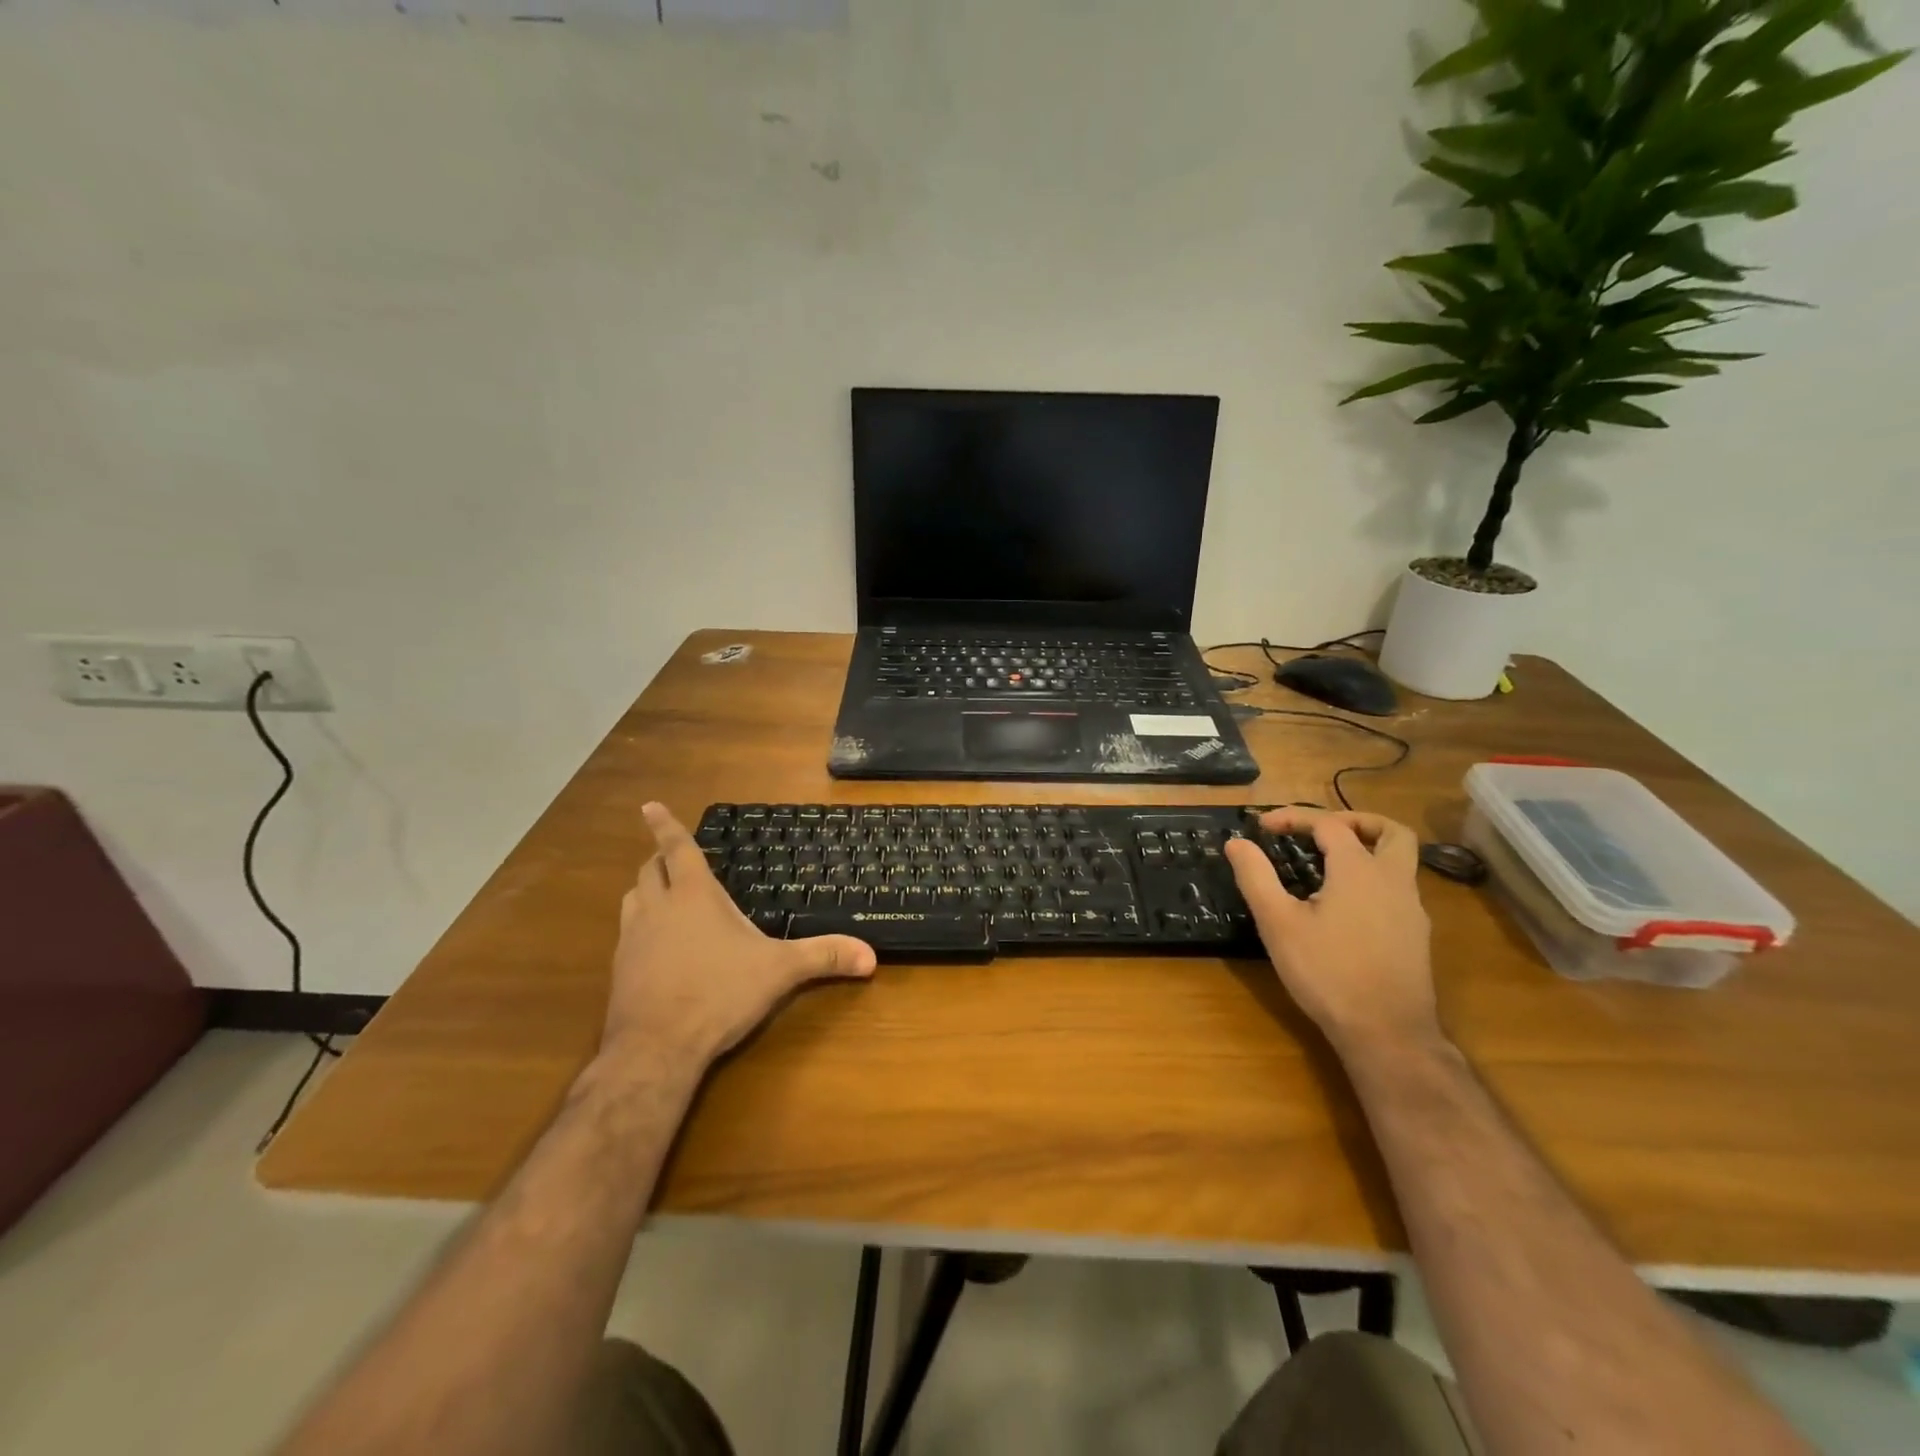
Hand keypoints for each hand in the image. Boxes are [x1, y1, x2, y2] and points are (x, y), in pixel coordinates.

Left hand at [599, 803, 876, 1075]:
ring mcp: (632, 939)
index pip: (677, 849)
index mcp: (693, 895)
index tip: (648, 805)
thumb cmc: (719, 993)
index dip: (665, 825)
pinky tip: (657, 947)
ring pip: (631, 900)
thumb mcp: (779, 971)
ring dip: (645, 891)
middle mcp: (657, 908)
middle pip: (648, 870)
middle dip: (658, 858)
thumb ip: (823, 957)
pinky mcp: (620, 970)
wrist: (656, 1047)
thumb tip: (871, 956)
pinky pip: (626, 935)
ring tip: (661, 895)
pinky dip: (639, 927)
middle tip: (670, 856)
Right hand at [1224, 809, 1438, 1054]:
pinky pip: (1397, 890)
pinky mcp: (1415, 936)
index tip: (1262, 826)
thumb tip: (1236, 842)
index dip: (1293, 818)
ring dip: (1368, 849)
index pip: (1328, 824)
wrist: (1387, 1033)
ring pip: (1400, 861)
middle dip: (1355, 820)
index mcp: (1359, 870)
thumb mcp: (1278, 923)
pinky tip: (1345, 905)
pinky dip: (1372, 879)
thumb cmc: (1327, 972)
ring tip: (1329, 863)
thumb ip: (1256, 876)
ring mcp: (1411, 910)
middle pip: (1390, 831)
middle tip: (1320, 830)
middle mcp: (1393, 881)